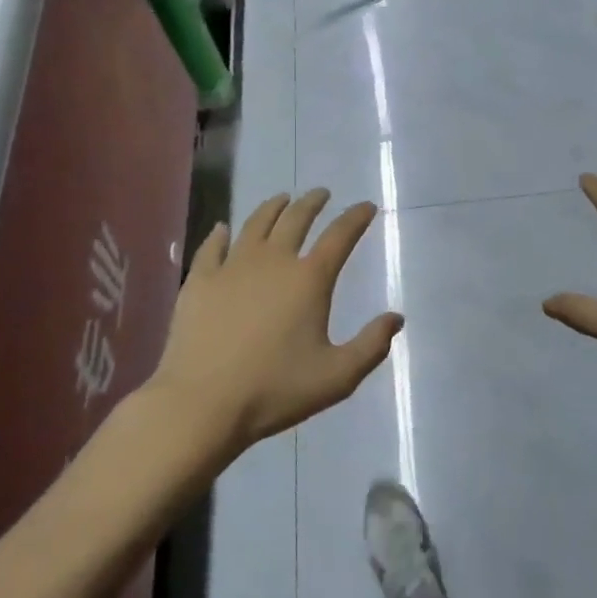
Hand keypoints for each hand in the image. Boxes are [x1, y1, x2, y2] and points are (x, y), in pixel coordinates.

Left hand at [153, 190, 402, 452]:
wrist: (203, 403)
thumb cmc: (275, 390)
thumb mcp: (337, 377)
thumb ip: (371, 346)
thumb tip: (396, 318)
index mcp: (309, 279)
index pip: (339, 236)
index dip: (356, 218)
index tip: (366, 206)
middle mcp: (273, 261)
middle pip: (296, 219)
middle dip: (312, 202)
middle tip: (321, 194)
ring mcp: (232, 267)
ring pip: (256, 224)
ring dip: (272, 207)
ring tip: (282, 199)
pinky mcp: (200, 281)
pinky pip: (212, 246)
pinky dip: (221, 234)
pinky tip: (223, 228)